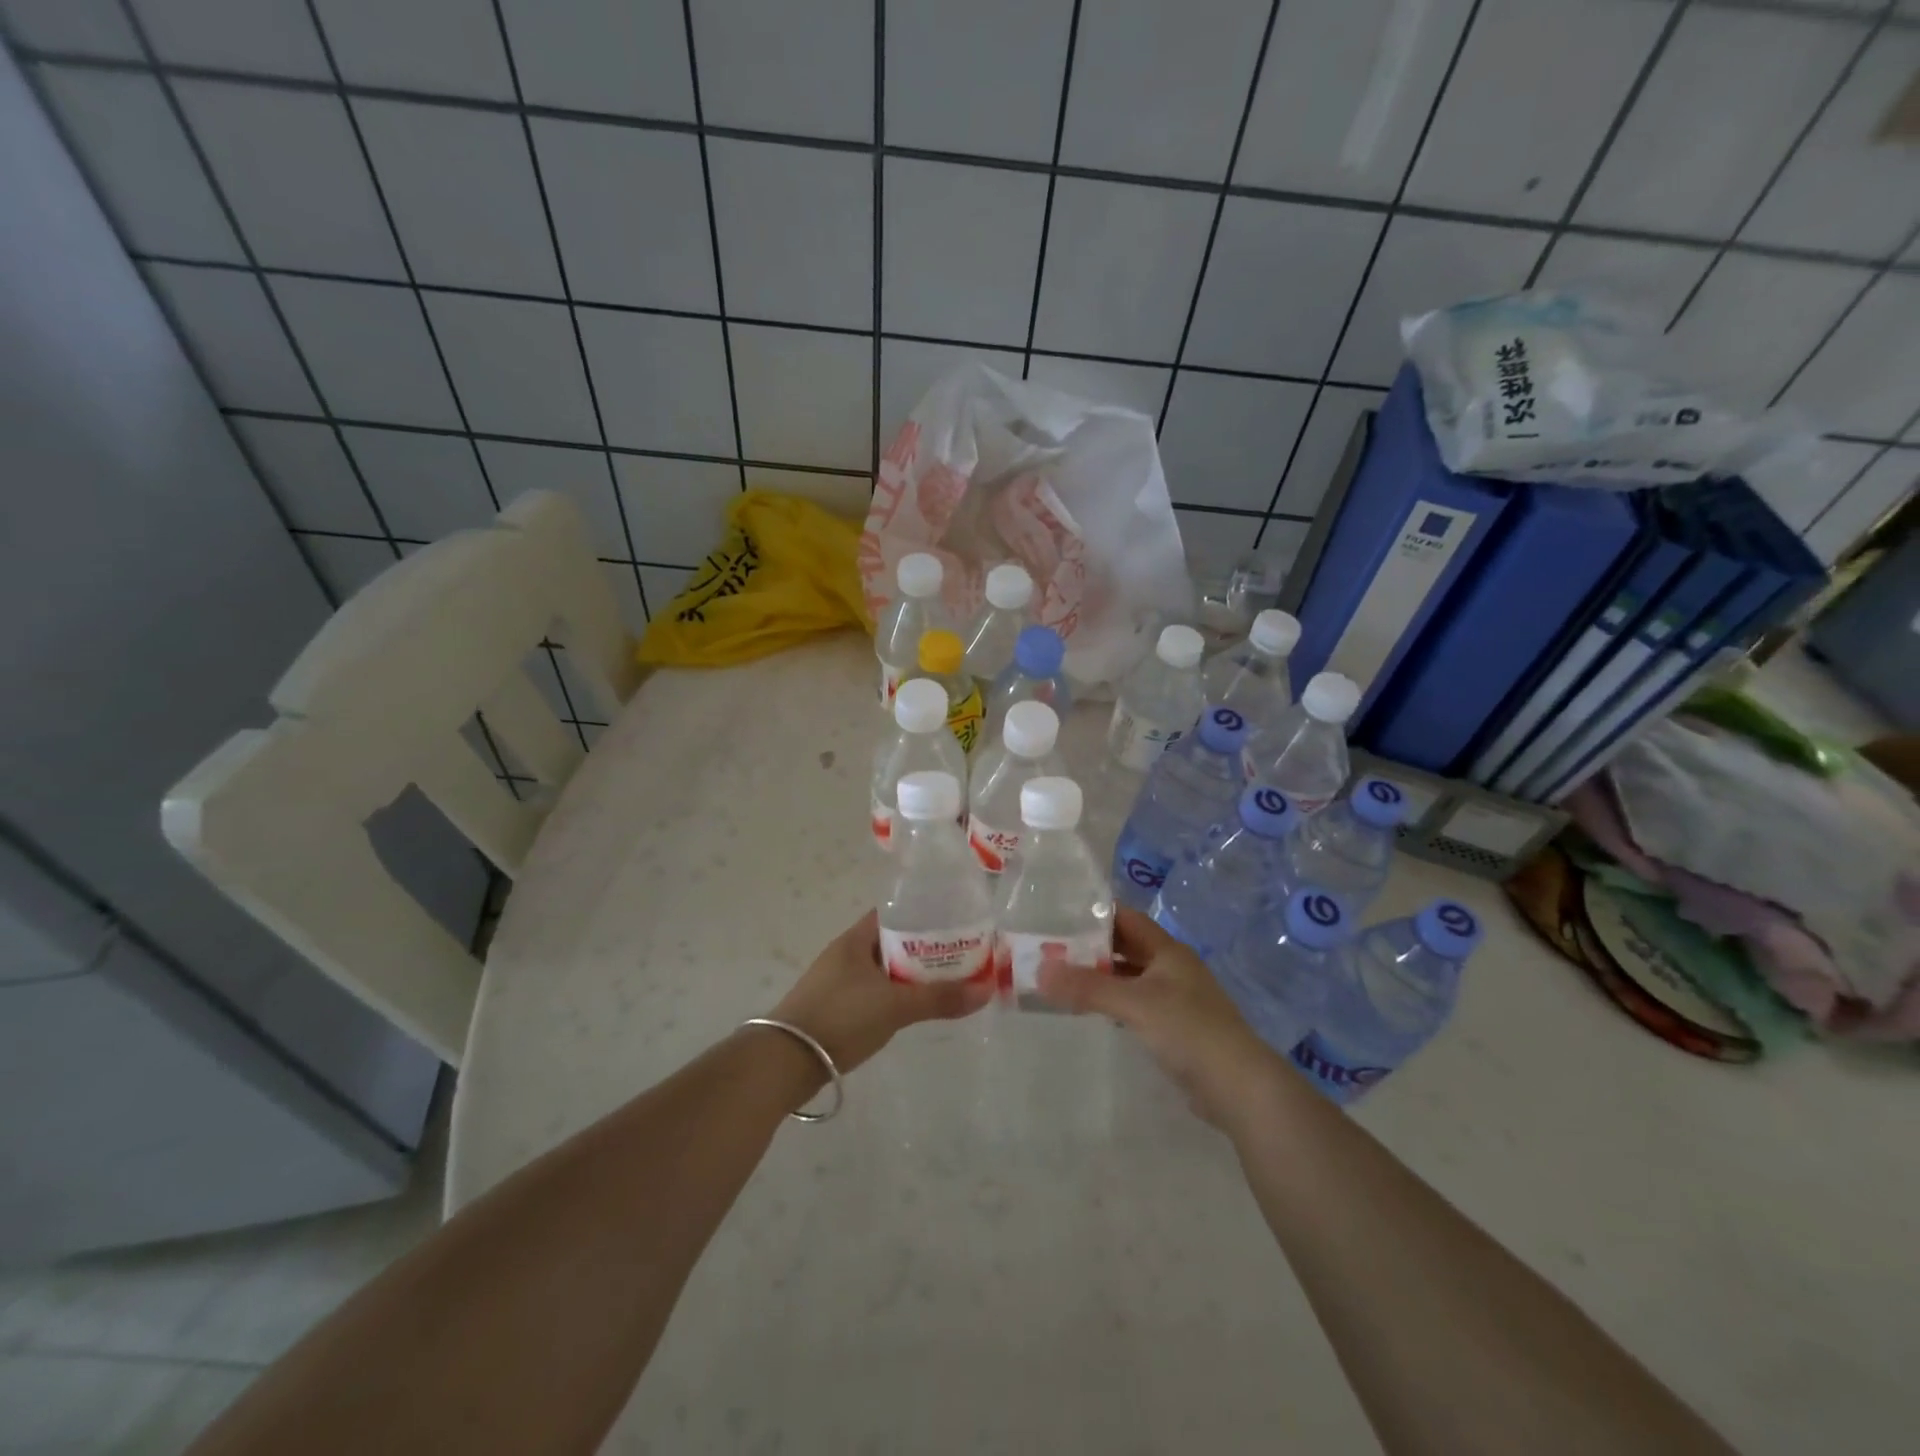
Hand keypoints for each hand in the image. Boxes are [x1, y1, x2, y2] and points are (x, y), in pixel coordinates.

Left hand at [769, 909, 991, 1074]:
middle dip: (923, 949)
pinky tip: (912, 1009)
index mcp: (855, 939)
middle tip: (959, 956)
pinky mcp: (834, 1007)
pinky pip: (873, 992)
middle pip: (892, 942)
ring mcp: (837, 981)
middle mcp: (845, 953)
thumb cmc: (840, 1018)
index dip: (924, 915)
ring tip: (944, 983)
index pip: (894, 913)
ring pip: (883, 970)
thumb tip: (986, 991)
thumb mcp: (895, 1006)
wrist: (785, 1061)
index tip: (954, 923)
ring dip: (910, 975)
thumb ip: (939, 998)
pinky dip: (894, 996)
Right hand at [1037, 907, 1277, 1127]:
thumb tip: (1040, 971)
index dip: (1096, 914)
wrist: (1239, 1087)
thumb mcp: (1134, 1003)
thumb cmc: (1189, 1031)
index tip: (1060, 914)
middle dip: (1093, 947)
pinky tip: (1093, 1011)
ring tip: (1063, 978)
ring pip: (1131, 978)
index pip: (1127, 919)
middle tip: (1052, 949)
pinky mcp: (1175, 1028)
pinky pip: (1136, 1004)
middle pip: (1127, 947)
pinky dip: (1114, 1002)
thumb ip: (1088, 987)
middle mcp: (1172, 968)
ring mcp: (1176, 999)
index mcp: (1168, 951)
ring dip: (1102, 977)